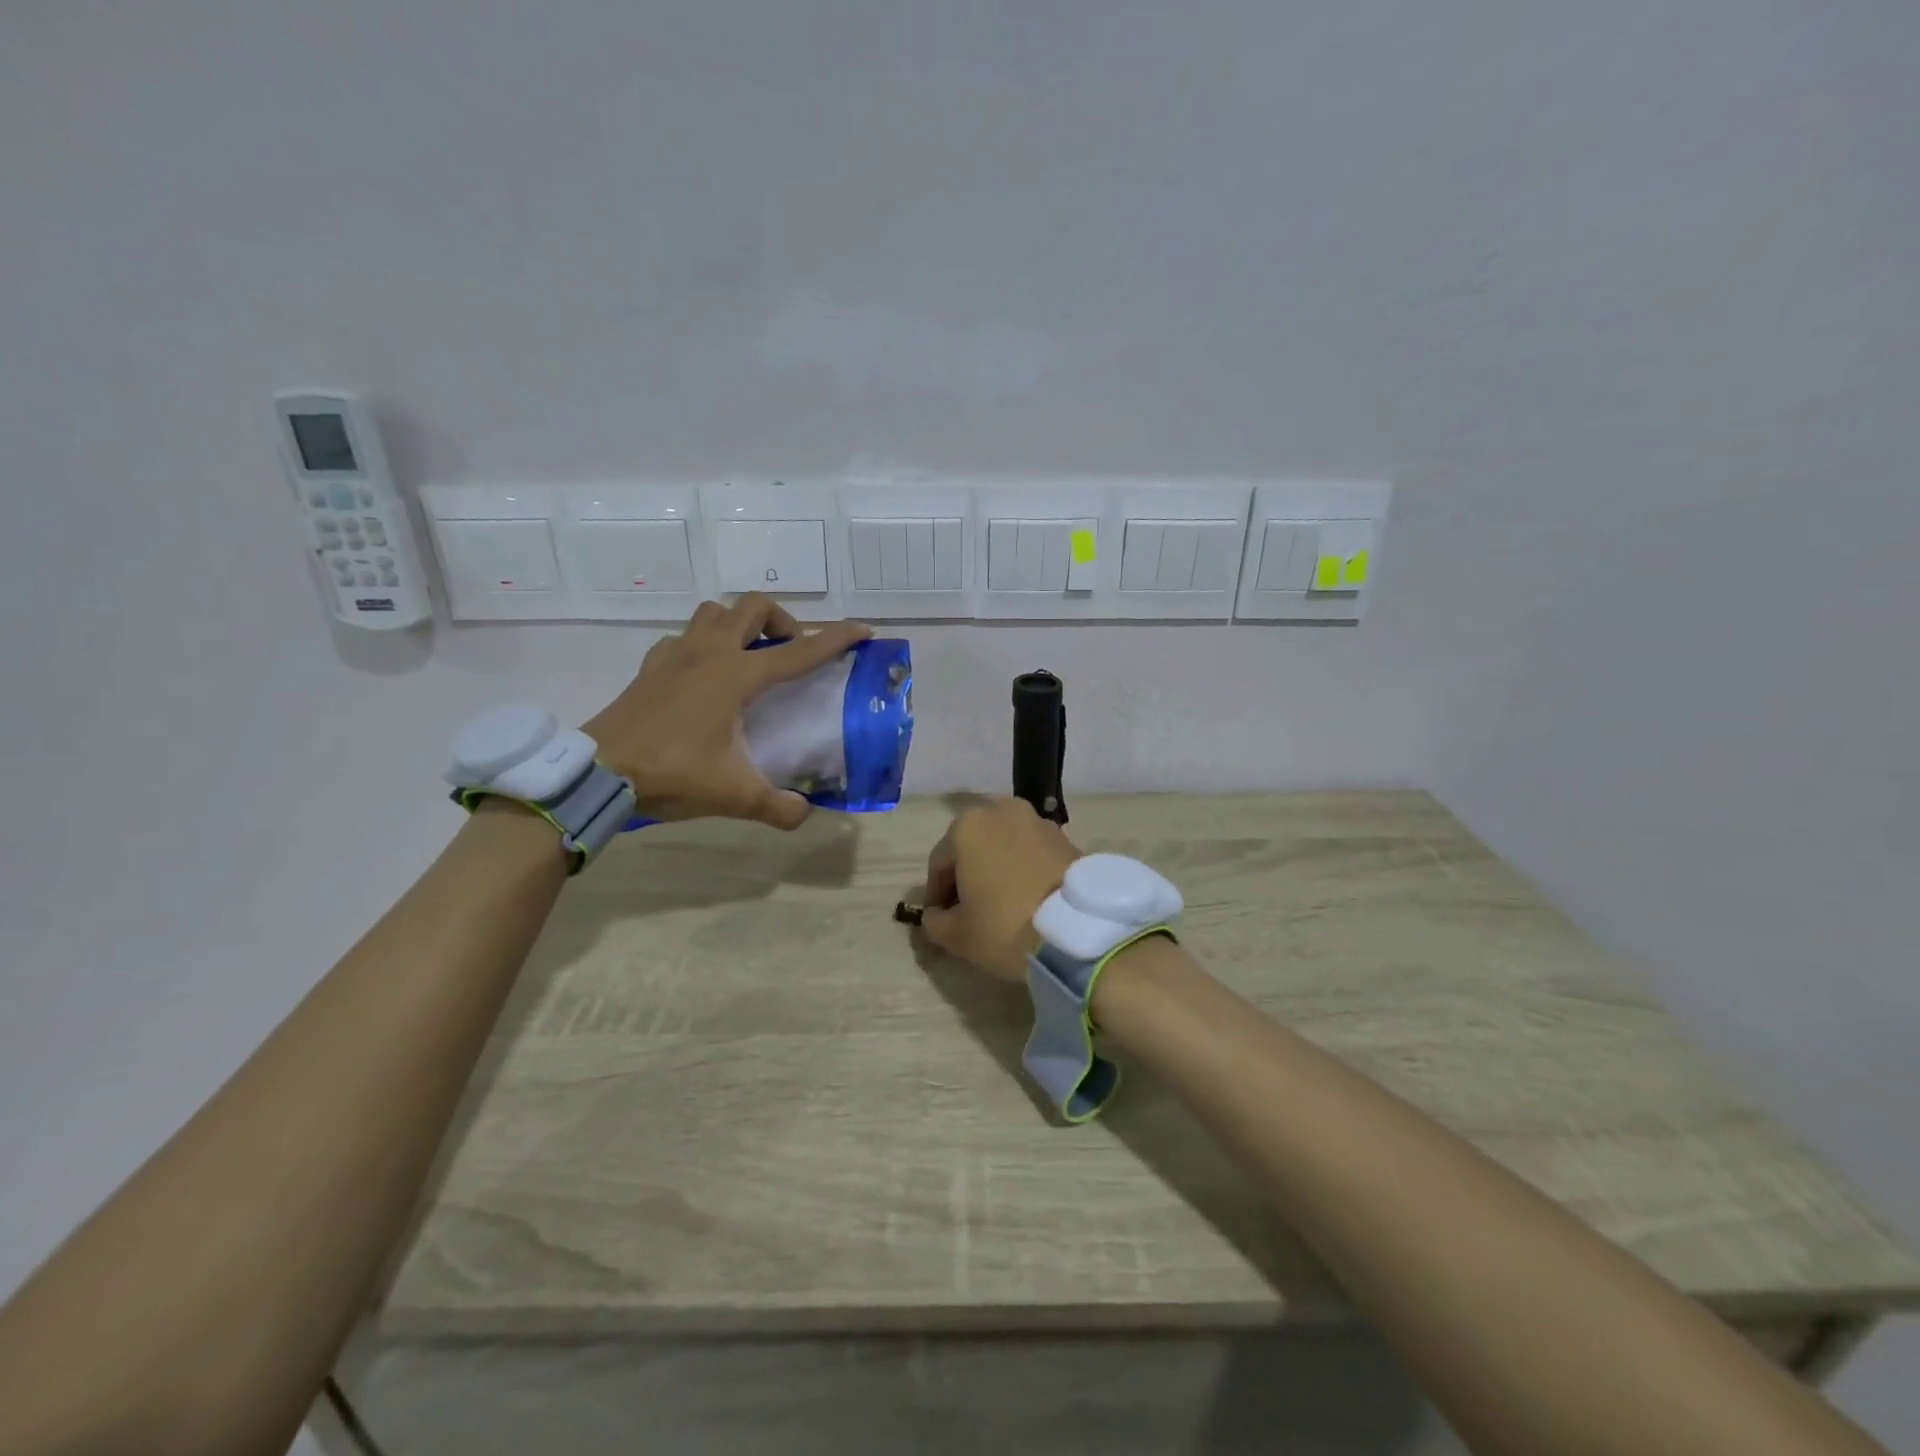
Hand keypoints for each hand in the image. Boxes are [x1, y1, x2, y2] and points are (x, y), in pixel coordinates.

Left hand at [583, 595, 869, 829]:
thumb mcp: (735, 796)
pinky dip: (703, 644)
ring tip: (749, 656)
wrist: (599, 771)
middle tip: (790, 651)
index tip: (862, 630)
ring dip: (739, 624)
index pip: (799, 651)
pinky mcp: (652, 666)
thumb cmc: (672, 773)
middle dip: (782, 621)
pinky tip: (704, 675)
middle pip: (753, 608)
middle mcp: (710, 654)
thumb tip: (804, 814)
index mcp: (737, 676)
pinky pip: (684, 637)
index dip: (835, 639)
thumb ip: (779, 808)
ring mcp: (676, 654)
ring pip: (715, 612)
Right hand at [919, 798, 1081, 981]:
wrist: (1077, 930)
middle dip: (966, 875)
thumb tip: (935, 915)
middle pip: (972, 847)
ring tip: (1000, 903)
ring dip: (995, 868)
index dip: (936, 895)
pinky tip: (1026, 897)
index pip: (939, 864)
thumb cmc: (1004, 926)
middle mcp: (1001, 811)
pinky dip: (1022, 868)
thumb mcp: (956, 935)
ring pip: (1002, 846)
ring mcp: (1036, 820)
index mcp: (967, 826)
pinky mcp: (1065, 836)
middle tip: (970, 910)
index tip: (940, 921)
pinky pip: (1030, 852)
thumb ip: (934, 922)